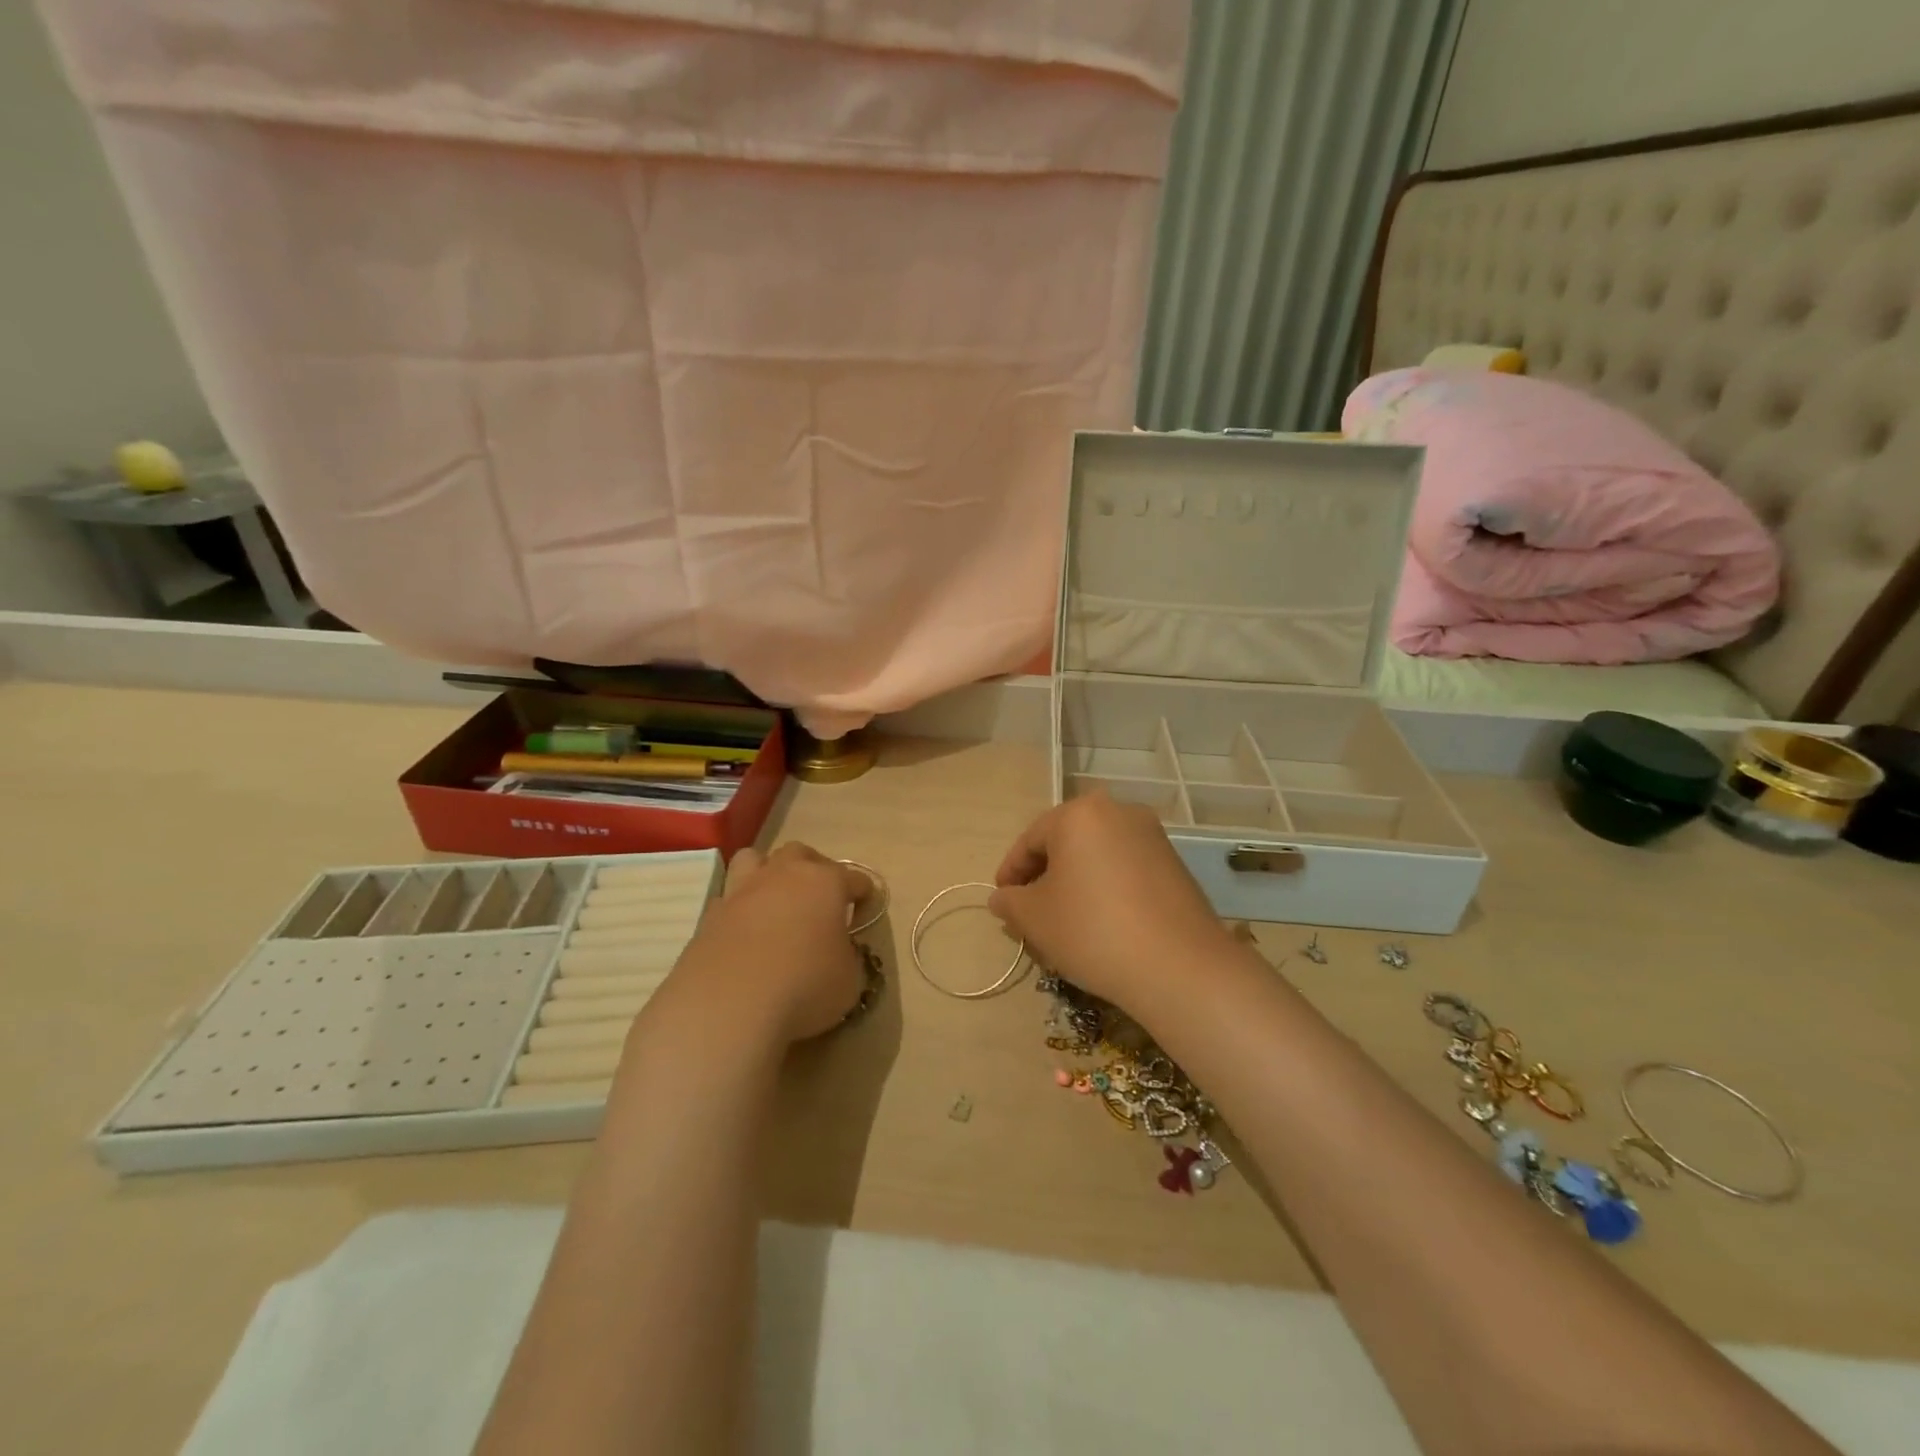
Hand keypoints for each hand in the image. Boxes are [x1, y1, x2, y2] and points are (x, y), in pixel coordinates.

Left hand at [664, 843, 866, 1043]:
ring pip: (754, 859)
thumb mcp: (849, 980)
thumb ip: (847, 957)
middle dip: (814, 869)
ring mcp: (741, 891)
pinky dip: (739, 909)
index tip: (863, 918)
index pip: (855, 879)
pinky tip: (744, 934)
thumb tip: (837, 951)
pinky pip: (727, 899)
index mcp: (825, 882)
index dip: (864, 896)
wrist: (727, 1006)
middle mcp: (783, 875)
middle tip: (819, 901)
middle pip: (801, 853)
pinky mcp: (709, 916)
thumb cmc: (804, 986)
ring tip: (775, 901)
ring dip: (768, 873)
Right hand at [988, 791, 1235, 1018]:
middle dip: (1044, 875)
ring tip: (1065, 920)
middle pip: (1066, 842)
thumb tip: (1002, 897)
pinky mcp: (1175, 863)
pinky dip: (1106, 887)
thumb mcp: (1035, 918)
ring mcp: (1152, 836)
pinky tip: (1102, 922)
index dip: (1010, 872)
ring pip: (1097, 855)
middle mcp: (1118, 811)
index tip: (1002, 900)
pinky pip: (1125, 868)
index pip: (1031, 840)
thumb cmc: (1093, 930)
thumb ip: (1010, 901)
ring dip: (1075, 881)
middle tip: (1030, 911)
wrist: (1180, 967)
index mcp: (1079, 813)